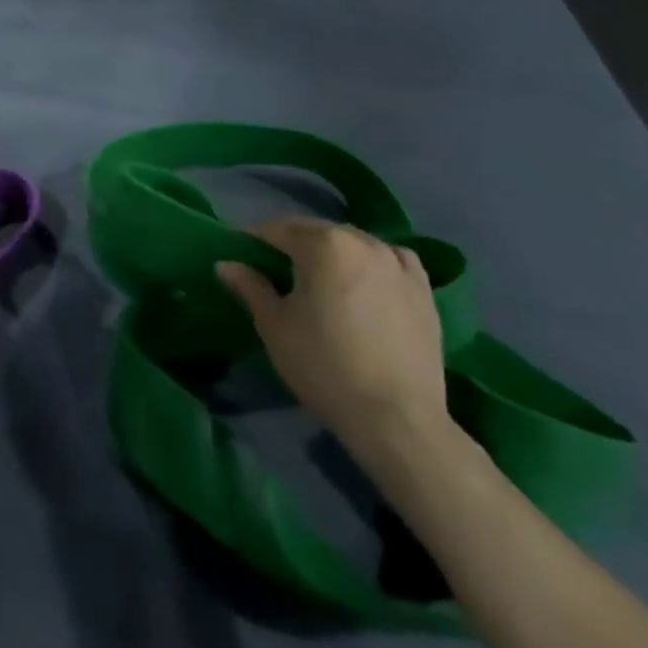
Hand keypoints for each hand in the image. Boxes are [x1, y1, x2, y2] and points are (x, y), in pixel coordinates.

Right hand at [214, 217, 447, 458]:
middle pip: (316, 231)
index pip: (276, 230)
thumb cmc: (323, 366)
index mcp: (322, 245)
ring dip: (332, 251)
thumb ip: (250, 286)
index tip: (243, 257)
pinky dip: (372, 261)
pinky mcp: (422, 287)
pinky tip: (366, 280)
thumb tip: (225, 264)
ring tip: (320, 278)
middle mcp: (361, 241)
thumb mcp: (274, 325)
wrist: (395, 417)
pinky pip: (391, 259)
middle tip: (275, 269)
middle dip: (292, 243)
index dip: (254, 241)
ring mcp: (397, 262)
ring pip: (353, 242)